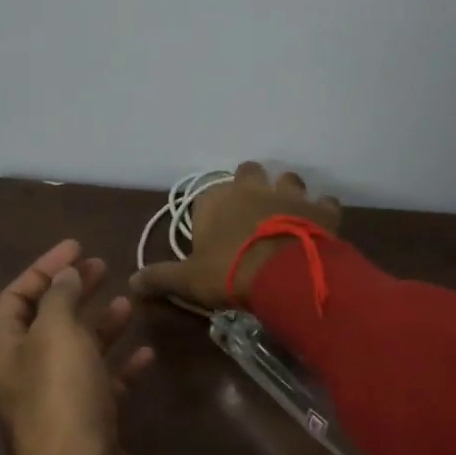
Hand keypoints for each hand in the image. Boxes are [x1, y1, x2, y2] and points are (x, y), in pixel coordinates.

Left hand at [0, 239, 154, 454]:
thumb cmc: (61, 398)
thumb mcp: (57, 334)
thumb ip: (60, 298)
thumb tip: (65, 274)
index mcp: (7, 349)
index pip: (16, 297)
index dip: (43, 268)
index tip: (77, 247)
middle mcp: (28, 372)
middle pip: (49, 321)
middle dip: (74, 291)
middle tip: (103, 267)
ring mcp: (60, 399)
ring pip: (80, 351)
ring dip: (100, 325)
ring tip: (128, 302)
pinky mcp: (92, 421)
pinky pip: (106, 383)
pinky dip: (123, 365)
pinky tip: (146, 352)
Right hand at [129, 162, 341, 310]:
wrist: (282, 276)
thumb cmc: (228, 272)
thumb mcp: (188, 280)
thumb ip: (160, 277)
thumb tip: (131, 283)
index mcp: (216, 200)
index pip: (207, 193)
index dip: (211, 209)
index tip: (213, 229)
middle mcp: (251, 188)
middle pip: (248, 172)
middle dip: (250, 185)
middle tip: (251, 212)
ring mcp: (288, 194)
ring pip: (288, 179)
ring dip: (286, 192)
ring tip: (286, 215)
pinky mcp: (319, 209)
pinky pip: (324, 202)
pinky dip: (321, 210)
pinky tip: (319, 225)